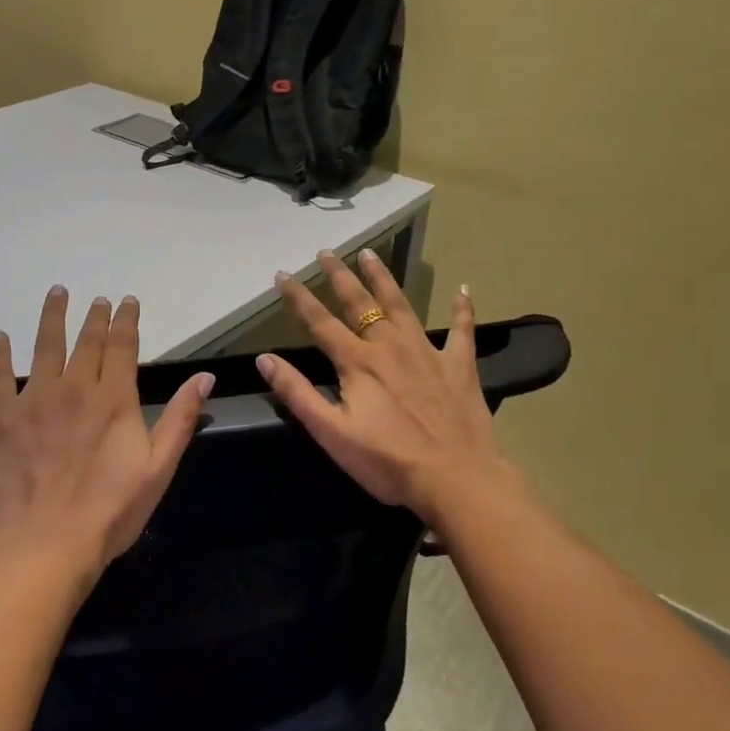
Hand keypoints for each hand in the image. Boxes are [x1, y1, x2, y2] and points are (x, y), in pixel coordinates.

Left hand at [0, 286, 213, 581]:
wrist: (47, 544)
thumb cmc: (111, 511)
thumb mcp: (159, 468)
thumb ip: (180, 418)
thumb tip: (204, 376)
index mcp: (114, 398)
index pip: (122, 346)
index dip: (126, 321)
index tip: (126, 301)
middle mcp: (74, 387)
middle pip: (86, 341)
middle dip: (95, 317)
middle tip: (98, 299)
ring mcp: (33, 399)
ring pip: (44, 346)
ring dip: (52, 317)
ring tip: (57, 294)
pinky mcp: (0, 417)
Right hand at [255, 249, 513, 525]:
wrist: (457, 478)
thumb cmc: (388, 461)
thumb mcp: (332, 432)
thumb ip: (297, 393)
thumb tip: (265, 359)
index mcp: (357, 362)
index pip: (320, 322)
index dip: (298, 297)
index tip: (282, 274)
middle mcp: (389, 346)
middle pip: (360, 303)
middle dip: (339, 276)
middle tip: (326, 252)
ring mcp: (427, 352)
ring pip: (401, 305)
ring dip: (383, 278)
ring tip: (370, 254)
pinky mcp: (458, 366)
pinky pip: (462, 330)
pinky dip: (462, 309)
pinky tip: (464, 289)